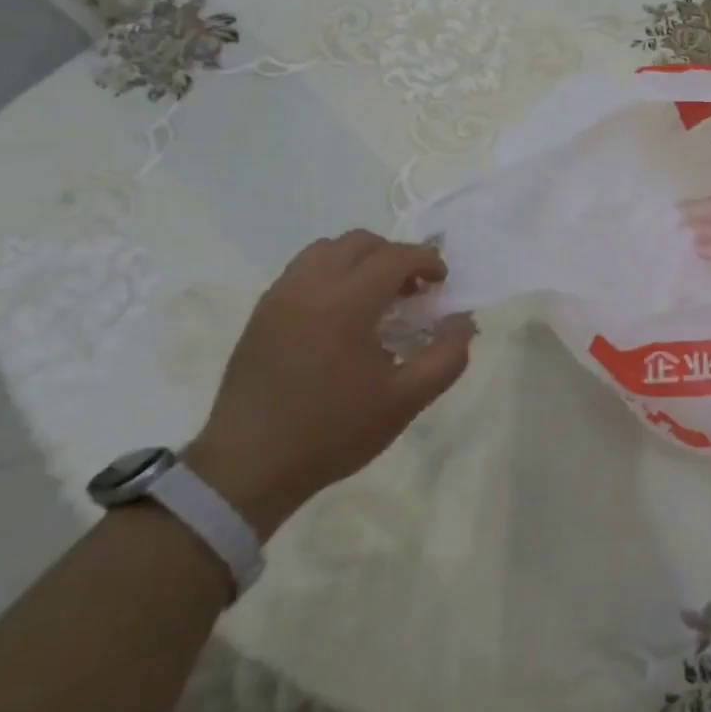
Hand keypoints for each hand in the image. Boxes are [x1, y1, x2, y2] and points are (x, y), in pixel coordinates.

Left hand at [184, 231, 472, 537]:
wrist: (247, 469)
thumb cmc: (333, 431)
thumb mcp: (406, 401)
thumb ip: (447, 356)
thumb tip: (463, 322)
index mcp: (347, 303)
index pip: (395, 256)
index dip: (427, 262)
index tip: (442, 284)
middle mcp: (310, 287)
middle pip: (360, 243)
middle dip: (395, 256)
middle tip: (412, 291)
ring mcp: (280, 297)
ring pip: (326, 250)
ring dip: (360, 261)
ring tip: (375, 297)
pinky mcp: (261, 314)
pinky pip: (302, 271)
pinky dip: (331, 274)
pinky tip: (341, 315)